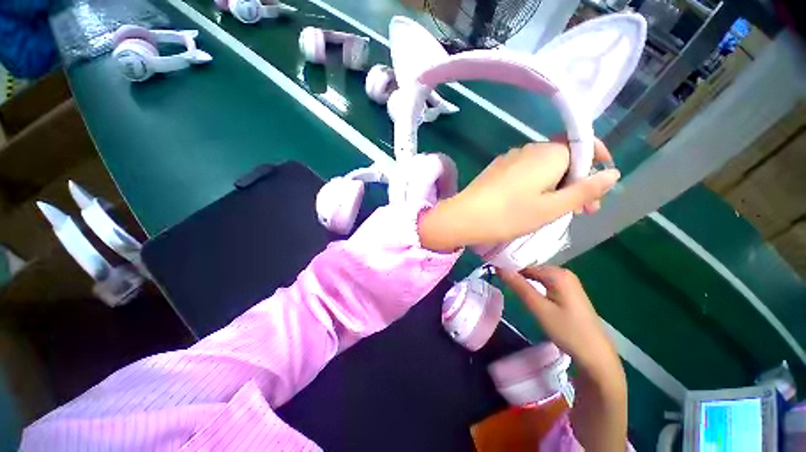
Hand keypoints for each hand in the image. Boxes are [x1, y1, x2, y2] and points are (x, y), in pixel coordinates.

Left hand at [418, 140, 618, 251]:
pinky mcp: (498, 169)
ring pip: (545, 167)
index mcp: (548, 154)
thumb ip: (585, 190)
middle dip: (577, 182)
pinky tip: (533, 204)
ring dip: (557, 186)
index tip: (601, 187)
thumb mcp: (552, 208)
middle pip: (564, 159)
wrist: (464, 217)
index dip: (598, 162)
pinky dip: (538, 185)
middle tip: (582, 211)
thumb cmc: (509, 215)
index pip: (584, 146)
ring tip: (557, 212)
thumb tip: (612, 174)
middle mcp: (530, 149)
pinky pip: (526, 172)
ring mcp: (511, 158)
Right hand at [498, 266, 627, 451]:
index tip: (495, 276)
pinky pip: (546, 284)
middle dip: (517, 276)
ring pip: (539, 277)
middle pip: (533, 270)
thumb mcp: (539, 308)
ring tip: (511, 290)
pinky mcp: (570, 293)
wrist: (596, 355)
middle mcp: (564, 273)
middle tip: (502, 285)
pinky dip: (535, 288)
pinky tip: (529, 296)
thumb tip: (499, 268)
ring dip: (525, 283)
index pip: (526, 266)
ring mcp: (569, 283)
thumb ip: (519, 286)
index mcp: (558, 274)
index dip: (510, 270)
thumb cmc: (567, 331)